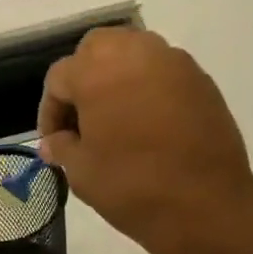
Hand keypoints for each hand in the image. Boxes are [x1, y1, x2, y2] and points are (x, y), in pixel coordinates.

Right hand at [38, 27, 252, 253]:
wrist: (203, 203)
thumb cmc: (131, 189)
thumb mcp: (83, 175)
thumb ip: (62, 148)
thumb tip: (52, 142)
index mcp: (96, 72)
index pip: (58, 78)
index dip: (49, 112)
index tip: (53, 143)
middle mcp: (134, 51)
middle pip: (95, 51)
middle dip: (82, 82)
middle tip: (82, 124)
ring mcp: (171, 60)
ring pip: (131, 54)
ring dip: (115, 82)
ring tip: (114, 125)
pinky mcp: (198, 77)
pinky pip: (161, 73)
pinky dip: (145, 91)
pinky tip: (146, 129)